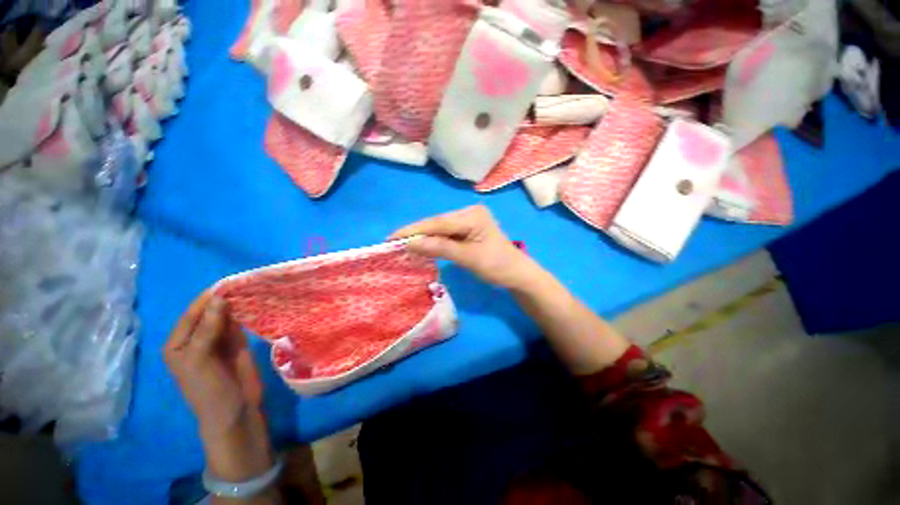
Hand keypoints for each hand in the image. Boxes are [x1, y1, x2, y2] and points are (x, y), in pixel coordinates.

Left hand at [165, 292, 273, 480]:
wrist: (235, 411)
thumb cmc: (209, 389)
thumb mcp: (201, 360)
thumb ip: (208, 329)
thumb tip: (219, 298)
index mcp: (179, 343)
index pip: (192, 314)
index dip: (207, 299)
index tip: (228, 282)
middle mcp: (197, 339)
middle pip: (210, 313)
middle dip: (225, 299)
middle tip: (245, 283)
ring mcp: (218, 341)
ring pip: (226, 317)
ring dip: (237, 304)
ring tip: (252, 288)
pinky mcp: (237, 343)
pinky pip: (240, 324)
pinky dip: (246, 313)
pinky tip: (256, 303)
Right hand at [391, 205, 540, 289]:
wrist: (516, 274)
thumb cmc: (497, 266)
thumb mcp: (468, 258)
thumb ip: (440, 248)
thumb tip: (411, 243)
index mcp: (472, 215)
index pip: (438, 223)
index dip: (414, 230)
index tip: (392, 238)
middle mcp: (469, 212)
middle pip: (437, 223)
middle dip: (417, 233)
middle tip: (393, 243)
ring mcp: (469, 220)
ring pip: (440, 228)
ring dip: (424, 237)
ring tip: (403, 245)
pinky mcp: (468, 229)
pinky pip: (446, 233)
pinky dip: (434, 241)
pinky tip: (423, 245)